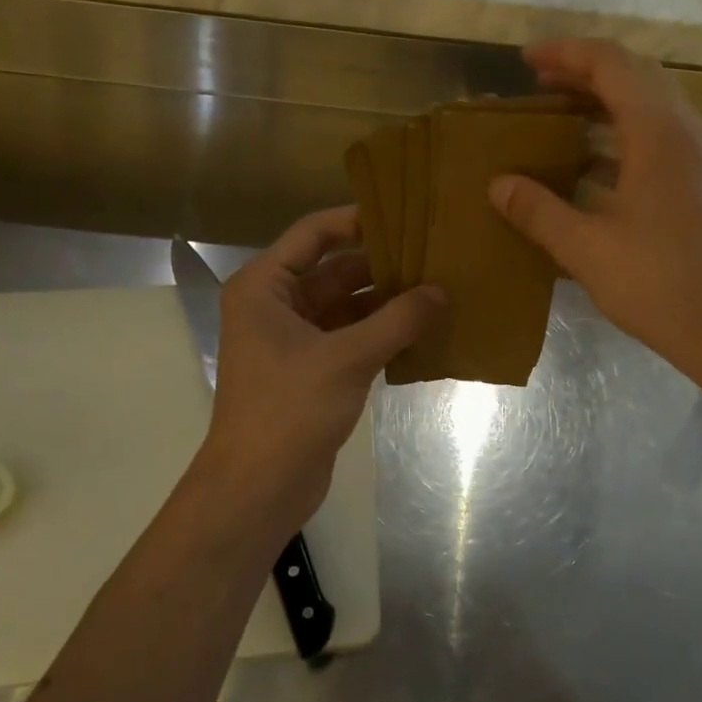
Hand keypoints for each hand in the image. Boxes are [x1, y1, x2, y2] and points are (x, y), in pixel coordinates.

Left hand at [197, 207, 442, 530]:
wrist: (259, 487)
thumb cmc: (290, 410)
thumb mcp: (347, 358)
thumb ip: (397, 321)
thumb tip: (442, 291)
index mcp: (265, 287)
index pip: (314, 234)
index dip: (357, 221)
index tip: (405, 215)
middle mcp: (276, 305)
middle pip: (335, 270)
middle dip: (382, 265)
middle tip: (435, 254)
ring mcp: (295, 340)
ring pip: (347, 306)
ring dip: (387, 301)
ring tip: (439, 288)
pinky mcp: (313, 370)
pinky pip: (352, 337)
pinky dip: (382, 332)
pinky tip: (423, 329)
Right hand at [488, 39, 701, 375]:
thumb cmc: (659, 284)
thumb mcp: (586, 248)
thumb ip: (539, 211)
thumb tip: (498, 184)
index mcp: (658, 131)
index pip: (610, 63)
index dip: (565, 54)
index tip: (526, 61)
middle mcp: (686, 129)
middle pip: (634, 75)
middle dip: (584, 72)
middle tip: (539, 84)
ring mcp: (701, 155)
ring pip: (650, 104)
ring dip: (605, 101)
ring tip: (559, 115)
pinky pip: (660, 135)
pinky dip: (623, 132)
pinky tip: (593, 163)